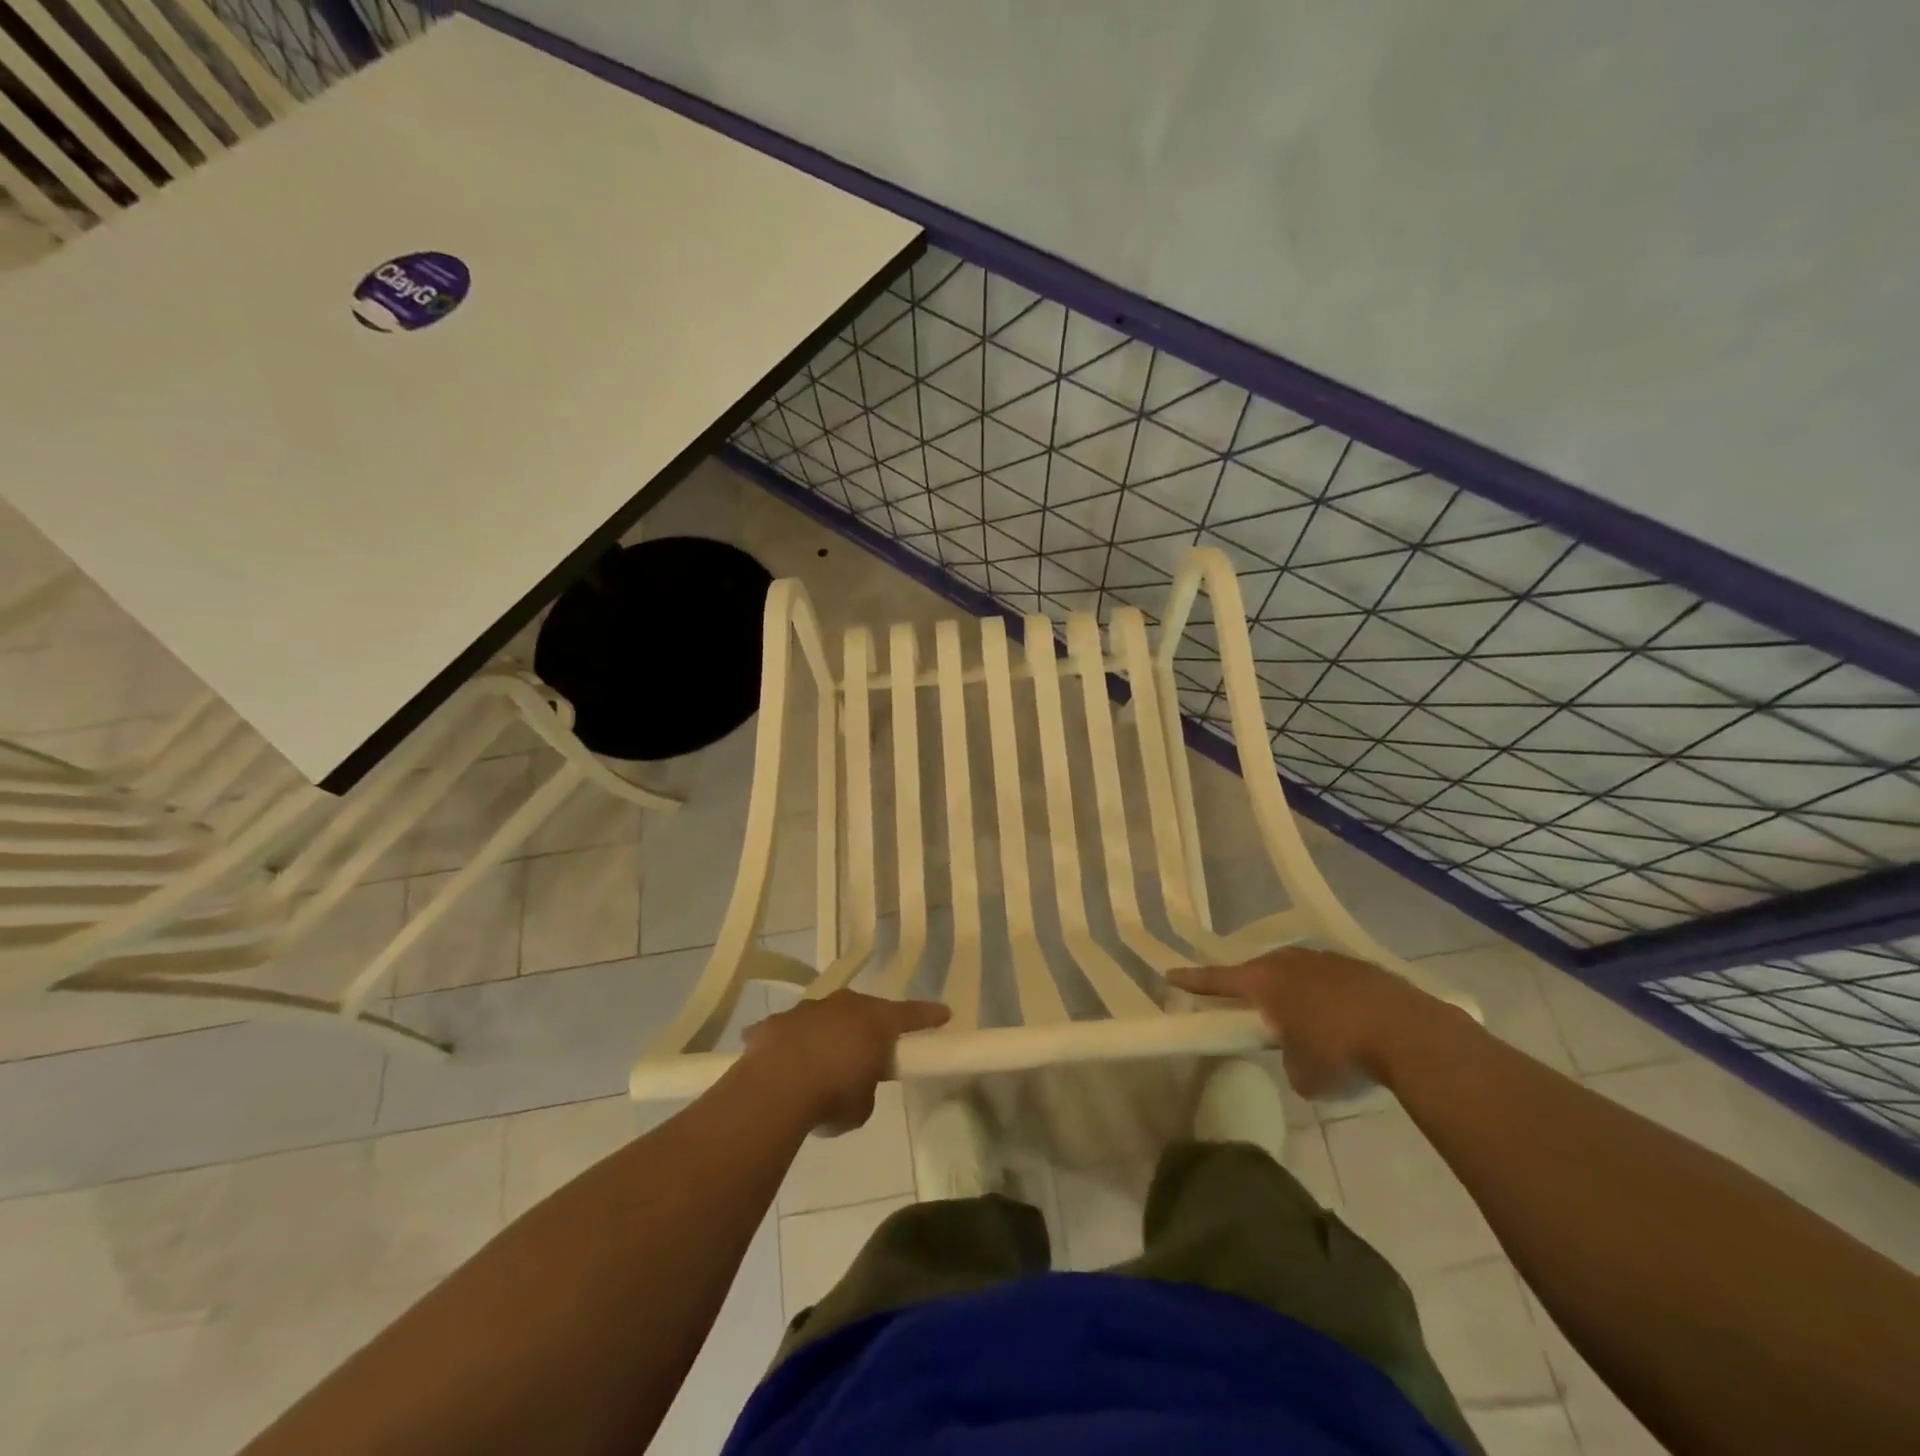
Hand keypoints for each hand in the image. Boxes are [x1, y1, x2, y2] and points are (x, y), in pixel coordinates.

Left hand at [742, 990, 949, 1134]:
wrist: (774, 1088)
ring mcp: (806, 1010)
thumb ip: (865, 1087)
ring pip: (824, 1017)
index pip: (911, 1014)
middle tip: (869, 1048)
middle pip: (864, 1010)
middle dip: (868, 1026)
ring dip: (827, 1035)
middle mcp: (843, 1005)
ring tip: (821, 1064)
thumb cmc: (832, 1095)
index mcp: (875, 1021)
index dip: (928, 1016)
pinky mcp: (774, 1024)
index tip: (944, 1013)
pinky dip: (789, 1046)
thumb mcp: (862, 1104)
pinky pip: (788, 1032)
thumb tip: (854, 1084)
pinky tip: (782, 1066)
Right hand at [1172, 948, 1469, 1097]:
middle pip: (1258, 970)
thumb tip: (1300, 1056)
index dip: (1193, 980)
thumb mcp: (1304, 1076)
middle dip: (1251, 987)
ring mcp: (1327, 960)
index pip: (1218, 980)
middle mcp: (1290, 962)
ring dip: (1293, 990)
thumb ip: (1290, 1061)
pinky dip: (1327, 995)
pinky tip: (1343, 1018)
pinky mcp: (1360, 967)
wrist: (1411, 1034)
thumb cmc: (1342, 1053)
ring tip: (1303, 1017)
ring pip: (1297, 971)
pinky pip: (1330, 978)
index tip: (1170, 974)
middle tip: (1249, 1006)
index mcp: (1266, 982)